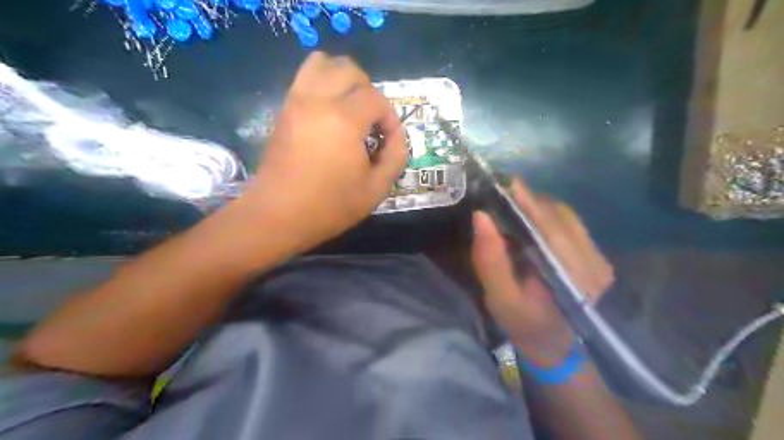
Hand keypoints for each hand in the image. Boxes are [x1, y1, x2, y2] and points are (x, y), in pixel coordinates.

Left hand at [239, 52, 407, 253]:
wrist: (277, 215)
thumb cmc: (329, 206)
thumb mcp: (376, 189)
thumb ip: (396, 157)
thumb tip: (396, 136)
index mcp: (344, 120)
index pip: (376, 99)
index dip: (389, 118)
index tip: (388, 142)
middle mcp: (318, 100)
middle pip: (349, 69)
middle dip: (368, 91)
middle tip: (371, 122)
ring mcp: (296, 101)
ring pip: (322, 63)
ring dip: (343, 79)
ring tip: (350, 109)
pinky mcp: (284, 109)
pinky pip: (305, 78)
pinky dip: (323, 84)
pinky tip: (330, 113)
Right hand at [471, 178, 611, 366]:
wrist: (558, 347)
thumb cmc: (525, 325)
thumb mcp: (501, 299)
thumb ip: (490, 260)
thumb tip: (480, 217)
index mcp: (569, 275)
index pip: (549, 226)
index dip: (527, 201)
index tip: (505, 181)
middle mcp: (592, 262)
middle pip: (560, 216)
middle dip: (530, 199)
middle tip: (502, 188)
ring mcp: (598, 258)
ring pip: (567, 217)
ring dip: (539, 205)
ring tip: (513, 201)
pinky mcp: (595, 257)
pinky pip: (571, 224)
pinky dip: (548, 214)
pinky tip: (531, 217)